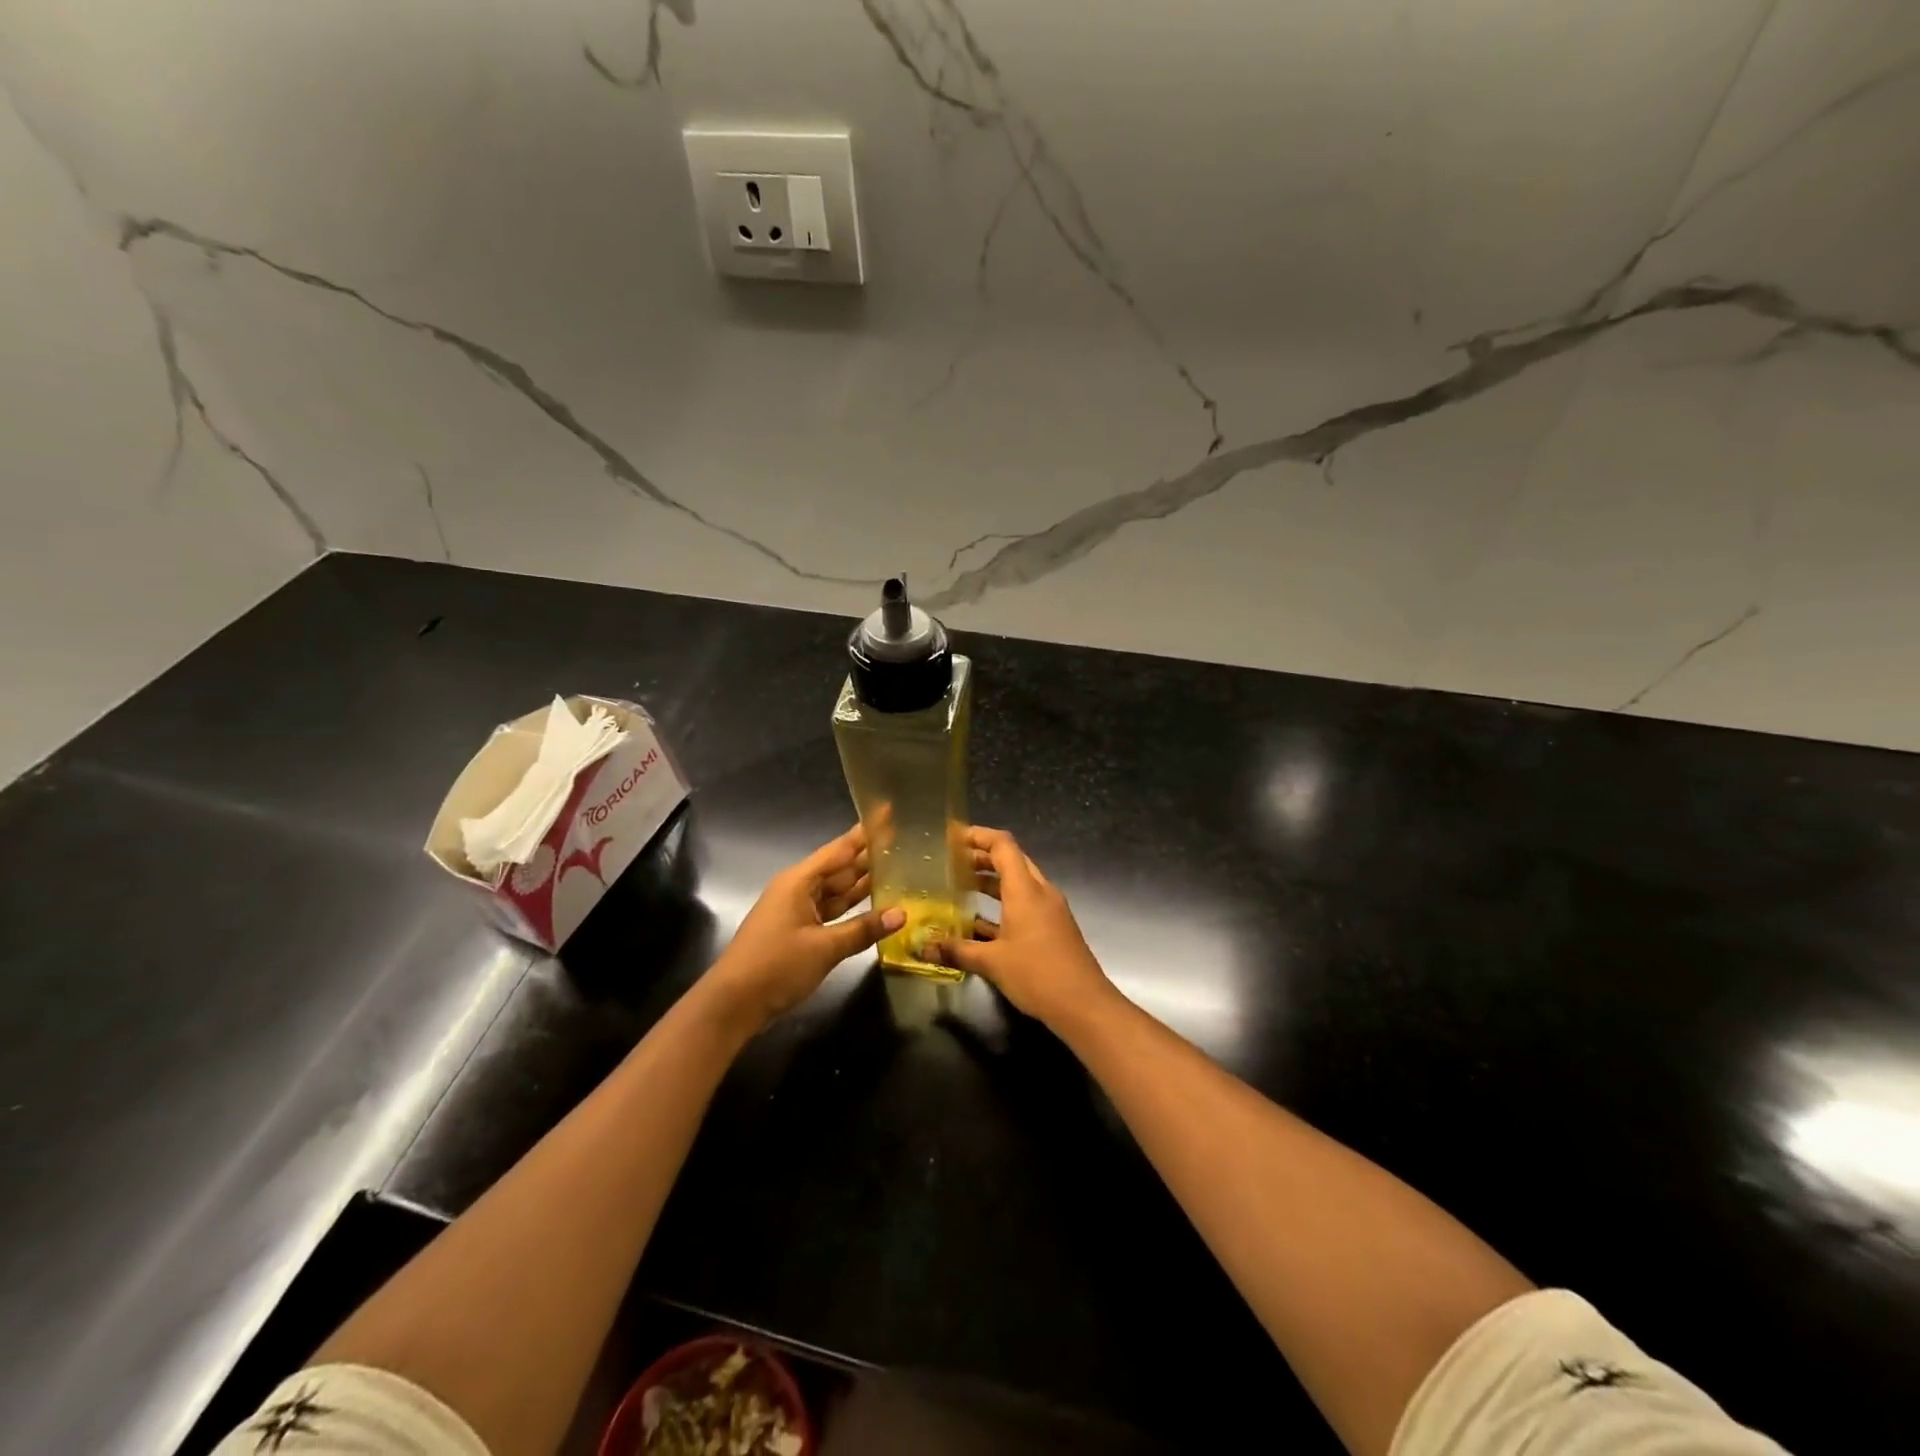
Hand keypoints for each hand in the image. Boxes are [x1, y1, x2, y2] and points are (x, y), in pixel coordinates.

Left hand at [705, 824, 904, 1031]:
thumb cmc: (775, 966)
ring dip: (864, 881)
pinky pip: (832, 910)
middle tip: (903, 840)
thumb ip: (863, 929)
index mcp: (800, 881)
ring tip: (898, 866)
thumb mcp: (824, 948)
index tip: (887, 811)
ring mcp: (798, 909)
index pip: (840, 849)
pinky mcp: (799, 930)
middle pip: (840, 867)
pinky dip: (853, 906)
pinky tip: (876, 903)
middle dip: (869, 855)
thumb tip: (901, 914)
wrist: (734, 1003)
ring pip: (837, 889)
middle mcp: (799, 889)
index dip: (865, 832)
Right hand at [935, 827, 1114, 1028]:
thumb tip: (925, 948)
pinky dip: (1003, 905)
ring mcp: (1050, 910)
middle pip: (1012, 860)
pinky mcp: (1054, 928)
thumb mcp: (992, 963)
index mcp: (1025, 890)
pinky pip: (1025, 904)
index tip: (952, 838)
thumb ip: (958, 951)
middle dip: (981, 858)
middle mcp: (1040, 892)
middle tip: (951, 863)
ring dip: (992, 881)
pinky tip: (980, 922)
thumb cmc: (1038, 975)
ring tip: (960, 887)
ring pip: (1019, 883)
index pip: (1003, 845)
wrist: (1085, 1005)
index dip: (978, 836)